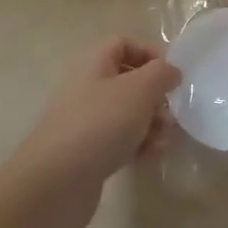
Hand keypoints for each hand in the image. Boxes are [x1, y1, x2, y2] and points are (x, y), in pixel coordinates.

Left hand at [4, 37, 180, 227]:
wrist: (55, 183)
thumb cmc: (100, 124)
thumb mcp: (139, 89)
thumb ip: (162, 73)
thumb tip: (171, 72)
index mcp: (94, 64)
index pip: (122, 43)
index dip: (149, 52)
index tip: (171, 74)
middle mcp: (88, 88)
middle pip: (129, 80)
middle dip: (156, 95)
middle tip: (171, 111)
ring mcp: (86, 122)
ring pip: (128, 113)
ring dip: (152, 123)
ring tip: (163, 140)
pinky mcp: (89, 152)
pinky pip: (121, 140)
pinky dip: (139, 145)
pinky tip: (150, 156)